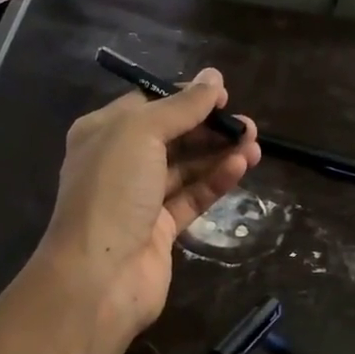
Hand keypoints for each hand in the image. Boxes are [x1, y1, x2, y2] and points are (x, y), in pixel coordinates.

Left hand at [36, 67, 260, 336]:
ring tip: (255, 144)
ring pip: (185, 168)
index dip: (185, 98)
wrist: (99, 276)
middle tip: (248, 126)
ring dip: (218, 154)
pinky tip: (241, 167)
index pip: (149, 105)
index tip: (223, 96)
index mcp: (103, 133)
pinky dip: (215, 182)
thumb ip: (180, 106)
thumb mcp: (141, 133)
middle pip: (171, 137)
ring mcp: (139, 199)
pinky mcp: (160, 230)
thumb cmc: (112, 192)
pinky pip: (191, 198)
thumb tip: (213, 77)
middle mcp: (119, 163)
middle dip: (209, 128)